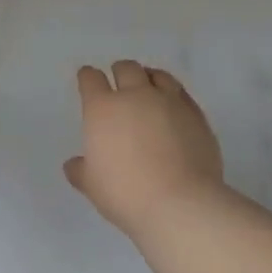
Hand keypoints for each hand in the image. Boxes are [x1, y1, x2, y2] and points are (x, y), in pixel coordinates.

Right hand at [65, 61, 224, 239]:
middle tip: (118, 81)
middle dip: (119, 72)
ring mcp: (170, 102)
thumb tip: (75, 164)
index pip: (91, 79)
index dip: (88, 77)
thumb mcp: (92, 186)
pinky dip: (174, 95)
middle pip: (127, 69)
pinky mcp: (196, 115)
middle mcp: (136, 96)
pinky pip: (182, 94)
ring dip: (149, 77)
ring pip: (158, 75)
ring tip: (148, 86)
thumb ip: (81, 170)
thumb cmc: (125, 193)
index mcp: (103, 109)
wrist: (180, 203)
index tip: (88, 79)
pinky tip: (173, 106)